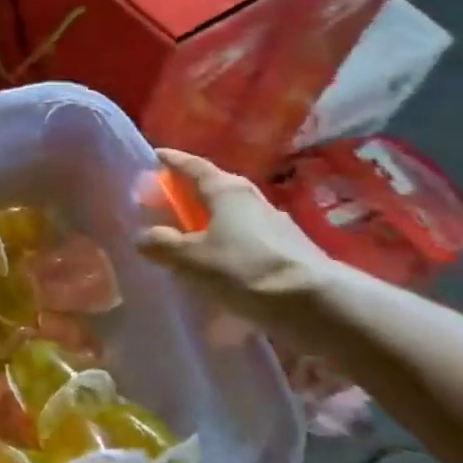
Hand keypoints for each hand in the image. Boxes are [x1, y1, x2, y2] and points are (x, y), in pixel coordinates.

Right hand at [137, 149, 335, 334]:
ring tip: (189, 239)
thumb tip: (143, 236)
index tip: (154, 156)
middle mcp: (251, 198)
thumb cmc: (245, 269)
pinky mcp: (288, 251)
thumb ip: (162, 245)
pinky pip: (247, 241)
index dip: (171, 160)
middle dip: (189, 194)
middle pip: (213, 189)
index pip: (192, 165)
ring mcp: (274, 224)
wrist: (318, 306)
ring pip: (231, 216)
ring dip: (210, 223)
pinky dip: (228, 246)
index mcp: (226, 190)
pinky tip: (219, 267)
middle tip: (164, 203)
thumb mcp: (191, 259)